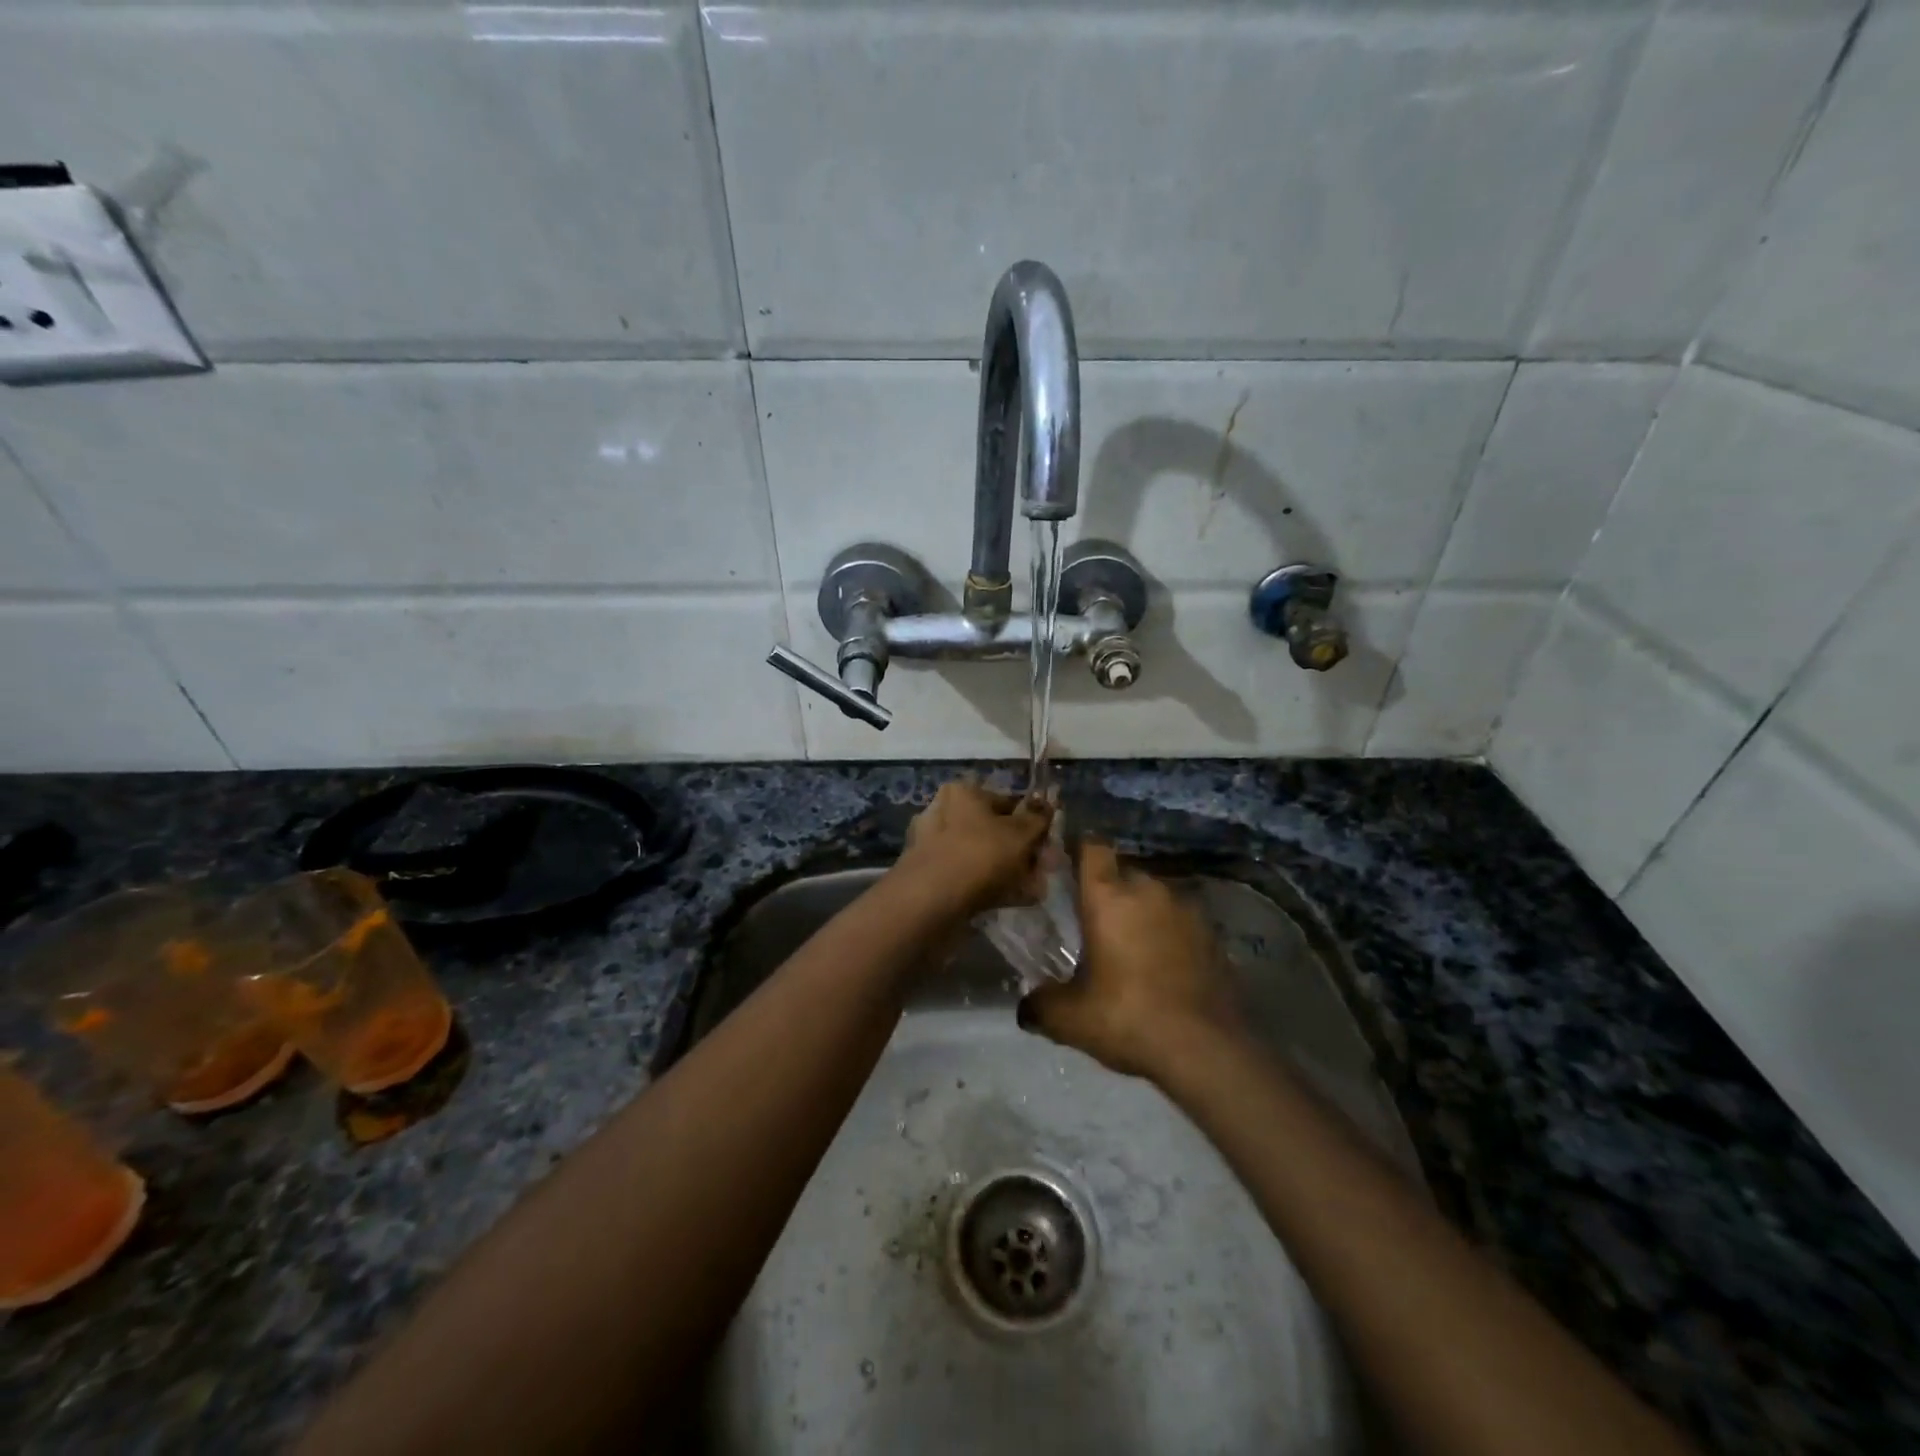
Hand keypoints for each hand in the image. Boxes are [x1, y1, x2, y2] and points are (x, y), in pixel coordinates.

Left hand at [891, 781, 1053, 918]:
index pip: (1007, 801)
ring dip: (1011, 871)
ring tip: (1034, 890)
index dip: (1032, 822)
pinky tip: (1014, 900)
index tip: (1049, 844)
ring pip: (983, 856)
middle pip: (995, 831)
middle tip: (1043, 871)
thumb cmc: (979, 855)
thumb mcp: (1019, 834)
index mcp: (963, 793)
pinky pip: (970, 877)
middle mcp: (944, 813)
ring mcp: (934, 846)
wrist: (930, 901)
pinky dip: (992, 886)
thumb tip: (1047, 805)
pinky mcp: (931, 876)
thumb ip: (1038, 818)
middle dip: (1023, 851)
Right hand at [1020, 841, 1239, 1078]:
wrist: (1206, 1049)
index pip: (1093, 847)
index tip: (1069, 867)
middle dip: (1110, 892)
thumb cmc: (1127, 1018)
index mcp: (1109, 896)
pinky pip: (1181, 923)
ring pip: (1155, 898)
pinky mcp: (1213, 935)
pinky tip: (1165, 968)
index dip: (1080, 851)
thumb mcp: (1069, 1019)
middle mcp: (1149, 890)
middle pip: (1123, 874)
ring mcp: (1187, 910)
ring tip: (1133, 949)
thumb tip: (1026, 1007)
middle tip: (1096, 925)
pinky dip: (1170, 936)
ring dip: (1143, 914)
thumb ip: (1039, 1005)